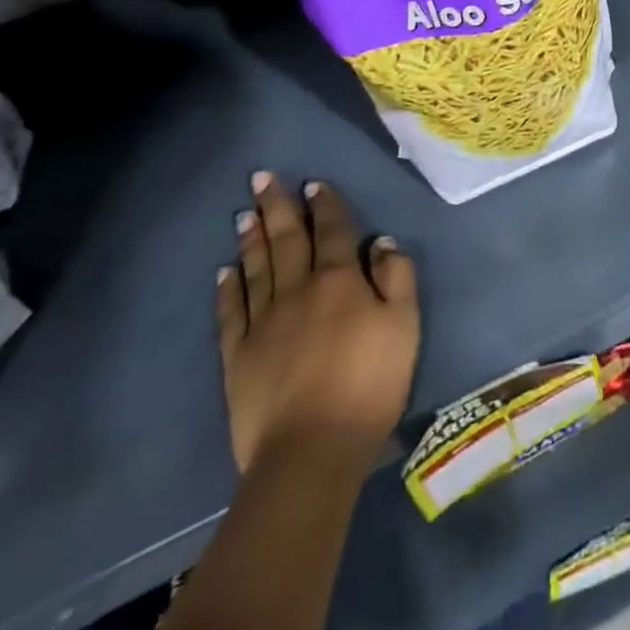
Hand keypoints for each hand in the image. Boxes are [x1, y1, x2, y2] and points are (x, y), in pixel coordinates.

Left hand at [217, 173, 418, 476]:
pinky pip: (231, 312)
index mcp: (339, 280)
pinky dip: (228, 288)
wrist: (311, 451)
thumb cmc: (369, 384)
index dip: (325, 204)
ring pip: (257, 268)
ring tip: (244, 212)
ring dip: (252, 237)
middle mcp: (297, 290)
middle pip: (287, 239)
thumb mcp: (404, 325)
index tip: (314, 183)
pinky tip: (225, 271)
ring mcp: (263, 323)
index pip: (332, 230)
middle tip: (261, 177)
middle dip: (277, 206)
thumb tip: (382, 241)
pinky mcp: (237, 357)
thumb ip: (397, 277)